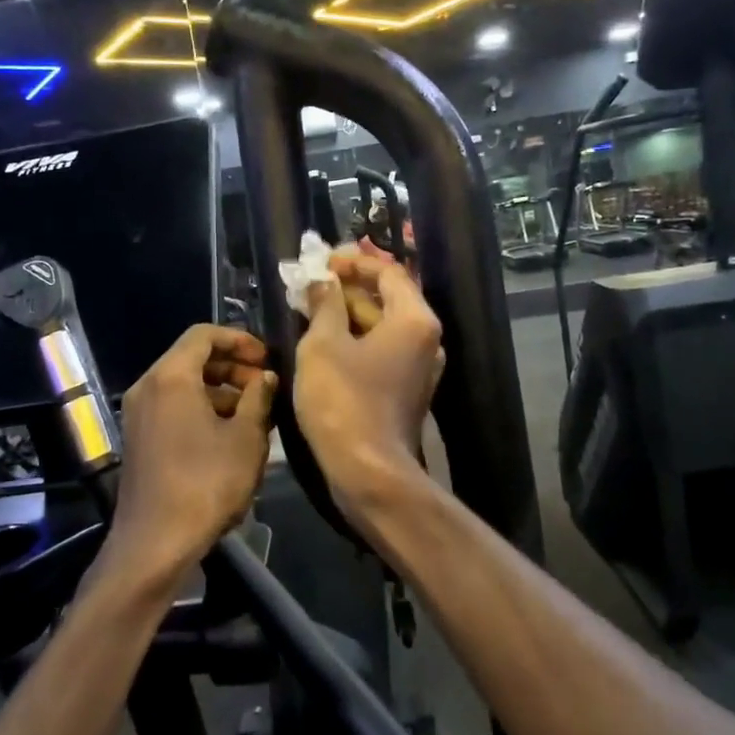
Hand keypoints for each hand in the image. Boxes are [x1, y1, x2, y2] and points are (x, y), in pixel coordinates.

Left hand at [107, 324, 275, 587]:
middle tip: (265, 386)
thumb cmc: (206, 483)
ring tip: (255, 413)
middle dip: (232, 366)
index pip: (204, 334)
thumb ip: (259, 398)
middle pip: (192, 357)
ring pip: (183, 383)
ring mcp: (139, 413)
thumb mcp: (245, 438)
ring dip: (220, 389)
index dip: (239, 339)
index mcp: (171, 376)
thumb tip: (265, 377)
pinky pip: (172, 405)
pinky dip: (201, 407)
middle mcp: (148, 386)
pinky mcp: (139, 437)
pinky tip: (230, 433)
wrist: (155, 542)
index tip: (266, 358)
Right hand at [294, 252, 443, 523]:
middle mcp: (425, 339)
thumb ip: (324, 304)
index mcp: (414, 319)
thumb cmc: (344, 401)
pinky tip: (323, 341)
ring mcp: (418, 367)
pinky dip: (354, 340)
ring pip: (381, 326)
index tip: (322, 262)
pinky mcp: (405, 390)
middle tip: (310, 284)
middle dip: (347, 288)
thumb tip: (322, 282)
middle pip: (387, 297)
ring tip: (309, 308)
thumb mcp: (323, 344)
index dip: (353, 261)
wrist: (368, 472)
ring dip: (348, 314)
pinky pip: (381, 351)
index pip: (389, 271)